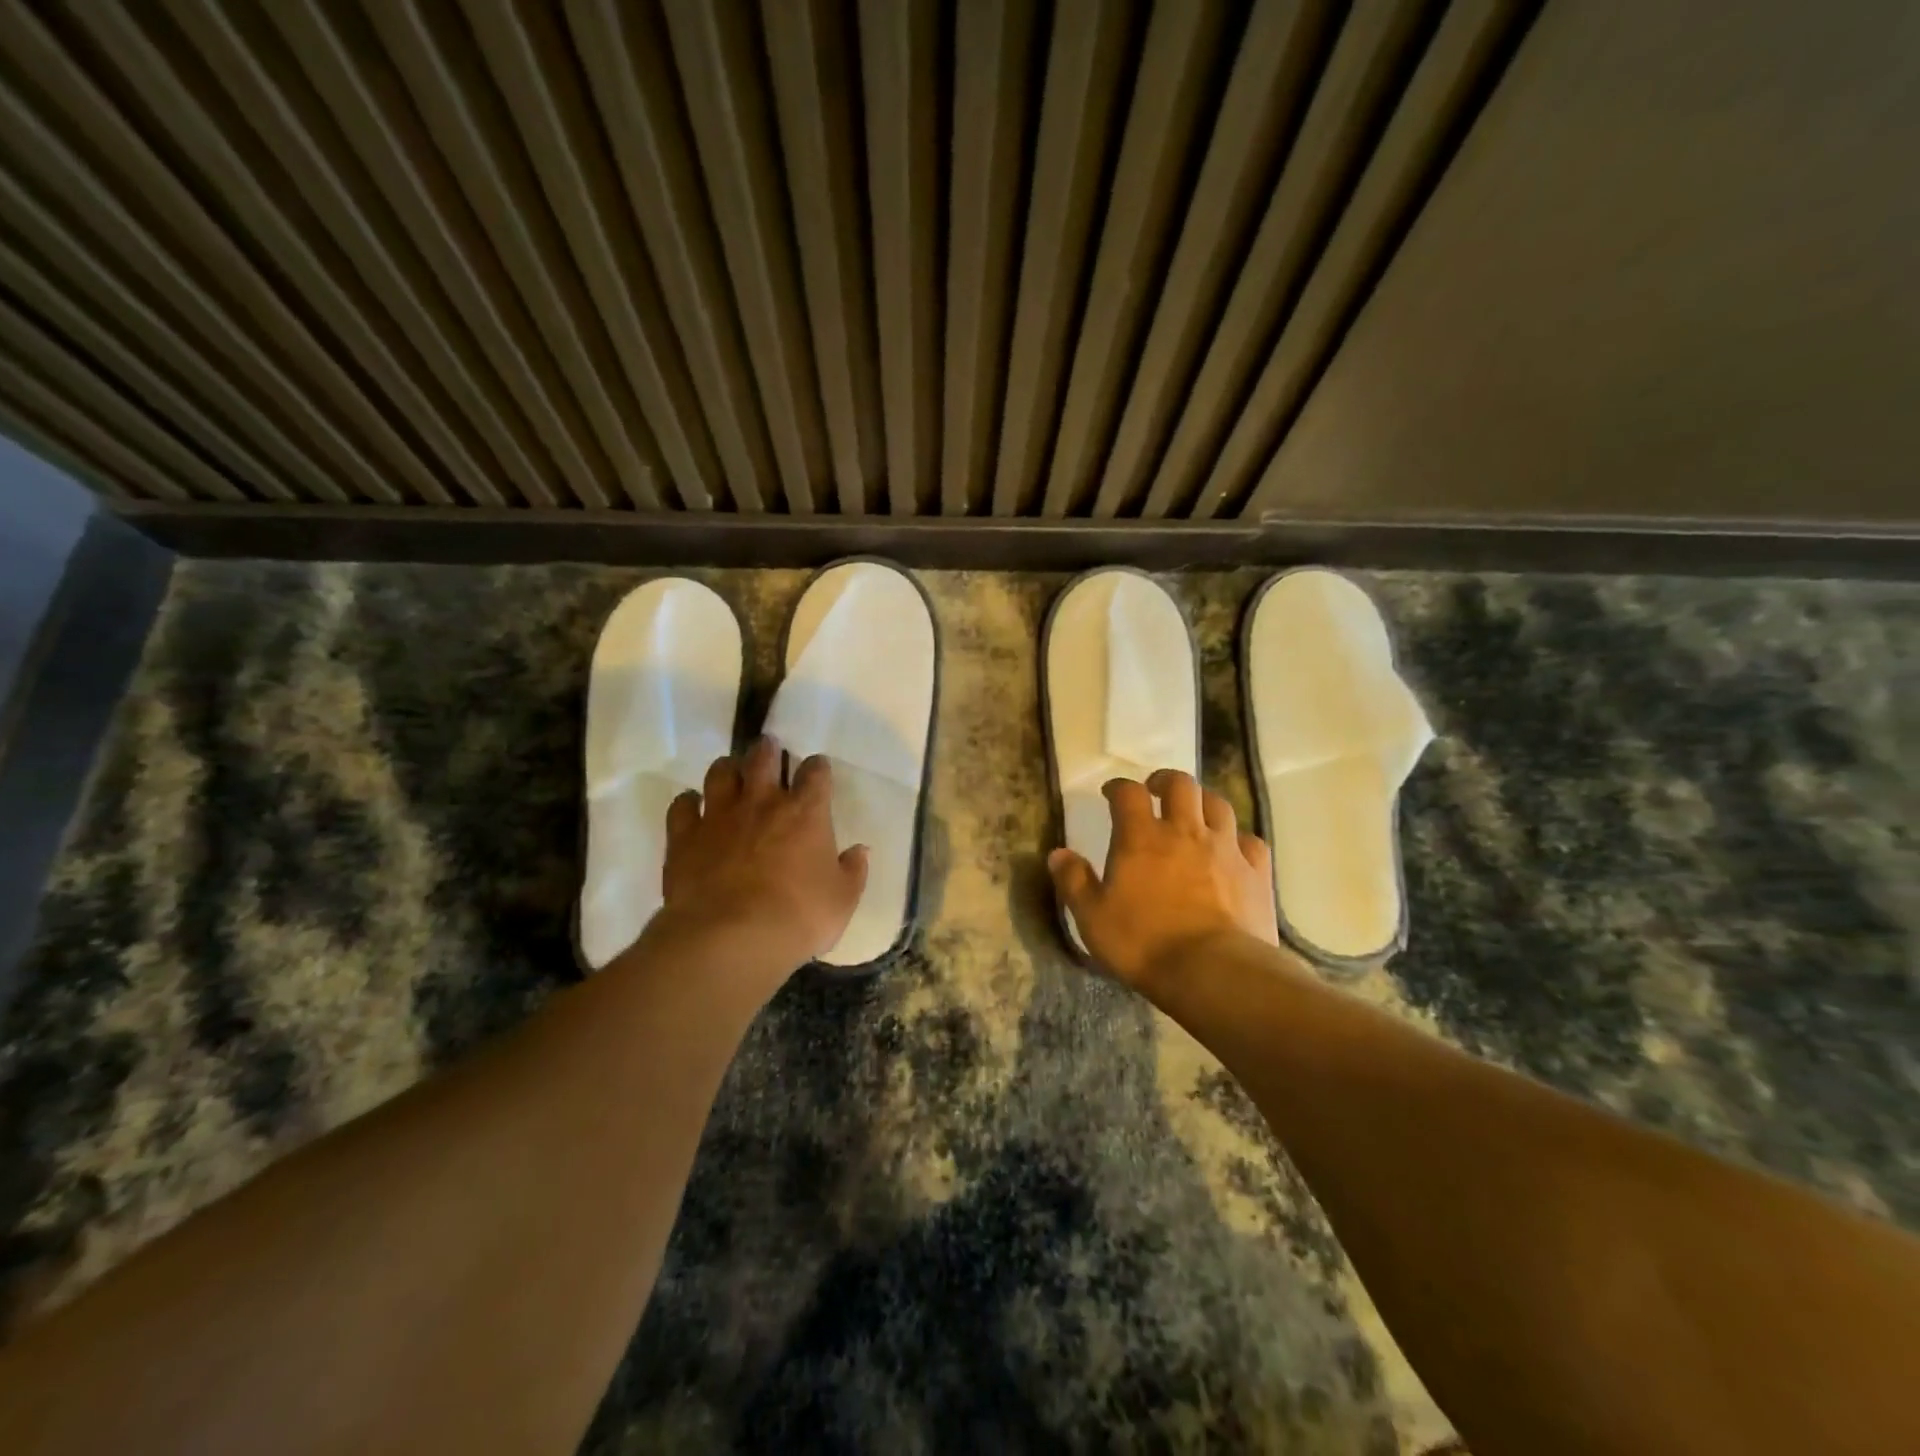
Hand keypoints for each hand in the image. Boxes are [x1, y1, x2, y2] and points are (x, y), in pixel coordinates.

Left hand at [653, 737, 868, 980]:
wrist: (732, 939)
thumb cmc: (798, 918)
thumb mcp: (842, 901)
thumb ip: (853, 872)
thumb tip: (860, 851)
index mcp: (805, 813)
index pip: (815, 773)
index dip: (817, 767)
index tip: (817, 770)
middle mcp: (762, 803)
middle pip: (763, 758)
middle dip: (768, 750)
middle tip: (769, 750)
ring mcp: (719, 816)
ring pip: (720, 772)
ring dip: (728, 768)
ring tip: (732, 772)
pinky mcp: (685, 836)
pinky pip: (682, 805)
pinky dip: (688, 802)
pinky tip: (692, 806)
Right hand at [1049, 769, 1279, 993]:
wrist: (1214, 972)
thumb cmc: (1144, 944)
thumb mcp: (1093, 918)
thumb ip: (1074, 882)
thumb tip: (1058, 853)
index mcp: (1141, 837)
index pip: (1129, 793)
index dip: (1118, 787)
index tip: (1111, 794)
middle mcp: (1185, 831)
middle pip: (1181, 785)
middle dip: (1165, 781)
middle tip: (1156, 790)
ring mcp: (1225, 849)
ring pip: (1218, 805)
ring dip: (1203, 802)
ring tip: (1194, 813)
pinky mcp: (1256, 872)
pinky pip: (1250, 841)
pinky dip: (1238, 838)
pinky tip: (1233, 849)